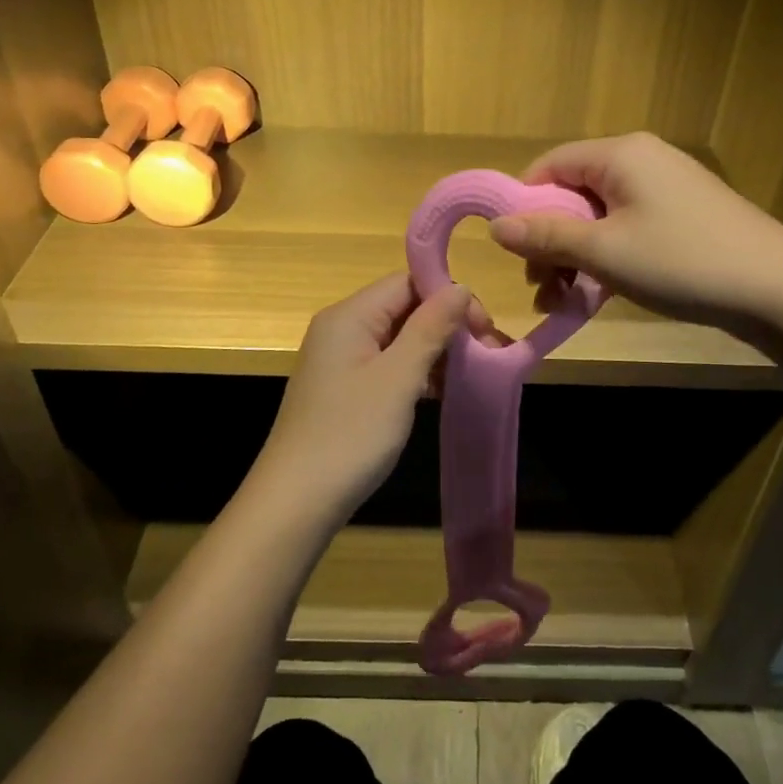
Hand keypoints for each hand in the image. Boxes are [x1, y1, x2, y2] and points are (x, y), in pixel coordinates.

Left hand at [244, 273, 472, 532]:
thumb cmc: (350, 434)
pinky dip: (417, 372)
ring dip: (436, 351)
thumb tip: (460, 287)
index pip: (408, 281)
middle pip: (405, 307)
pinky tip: (442, 391)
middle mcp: (342, 328)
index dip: (448, 297)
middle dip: (447, 325)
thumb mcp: (399, 378)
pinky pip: (388, 364)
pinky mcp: (345, 388)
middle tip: (487, 355)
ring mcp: (341, 360)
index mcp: (350, 315)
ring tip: (472, 375)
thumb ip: (430, 328)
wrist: (295, 502)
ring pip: (399, 338)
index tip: (483, 329)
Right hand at [490, 132, 782, 339]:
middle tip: (541, 287)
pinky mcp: (683, 215)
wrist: (779, 290)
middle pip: (573, 193)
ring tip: (564, 302)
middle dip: (550, 241)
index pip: (549, 165)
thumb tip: (495, 226)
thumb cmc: (682, 261)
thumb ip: (547, 236)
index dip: (523, 205)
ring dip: (575, 257)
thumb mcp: (604, 252)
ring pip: (599, 217)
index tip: (514, 252)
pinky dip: (607, 258)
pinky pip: (627, 229)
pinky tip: (597, 296)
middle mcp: (641, 160)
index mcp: (620, 154)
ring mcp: (666, 188)